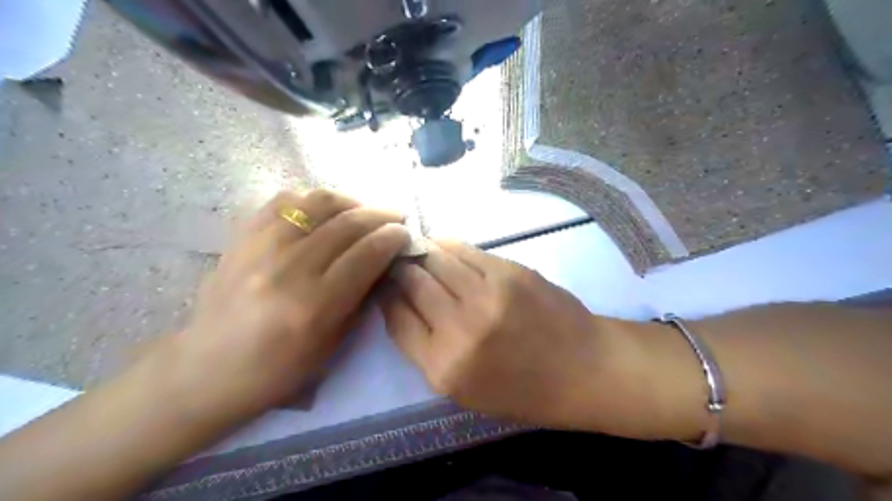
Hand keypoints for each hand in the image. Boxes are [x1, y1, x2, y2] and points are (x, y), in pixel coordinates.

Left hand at [147, 193, 409, 423]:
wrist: (208, 368)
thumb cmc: (278, 370)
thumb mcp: (332, 344)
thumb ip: (360, 297)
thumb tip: (382, 260)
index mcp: (314, 305)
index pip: (366, 254)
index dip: (393, 238)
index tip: (405, 234)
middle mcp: (288, 269)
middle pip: (347, 223)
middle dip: (381, 215)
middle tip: (395, 218)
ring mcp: (260, 247)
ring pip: (317, 203)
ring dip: (351, 201)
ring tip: (363, 211)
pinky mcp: (241, 237)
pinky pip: (283, 201)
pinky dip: (312, 200)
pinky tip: (324, 211)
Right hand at [382, 239, 684, 437]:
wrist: (585, 369)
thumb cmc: (524, 390)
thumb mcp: (464, 390)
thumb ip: (427, 350)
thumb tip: (402, 306)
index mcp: (443, 368)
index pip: (397, 319)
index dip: (385, 296)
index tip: (383, 284)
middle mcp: (459, 328)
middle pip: (412, 283)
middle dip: (399, 269)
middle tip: (396, 262)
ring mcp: (485, 295)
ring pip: (436, 260)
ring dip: (421, 253)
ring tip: (416, 249)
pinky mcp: (508, 272)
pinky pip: (464, 250)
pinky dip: (447, 246)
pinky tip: (442, 246)